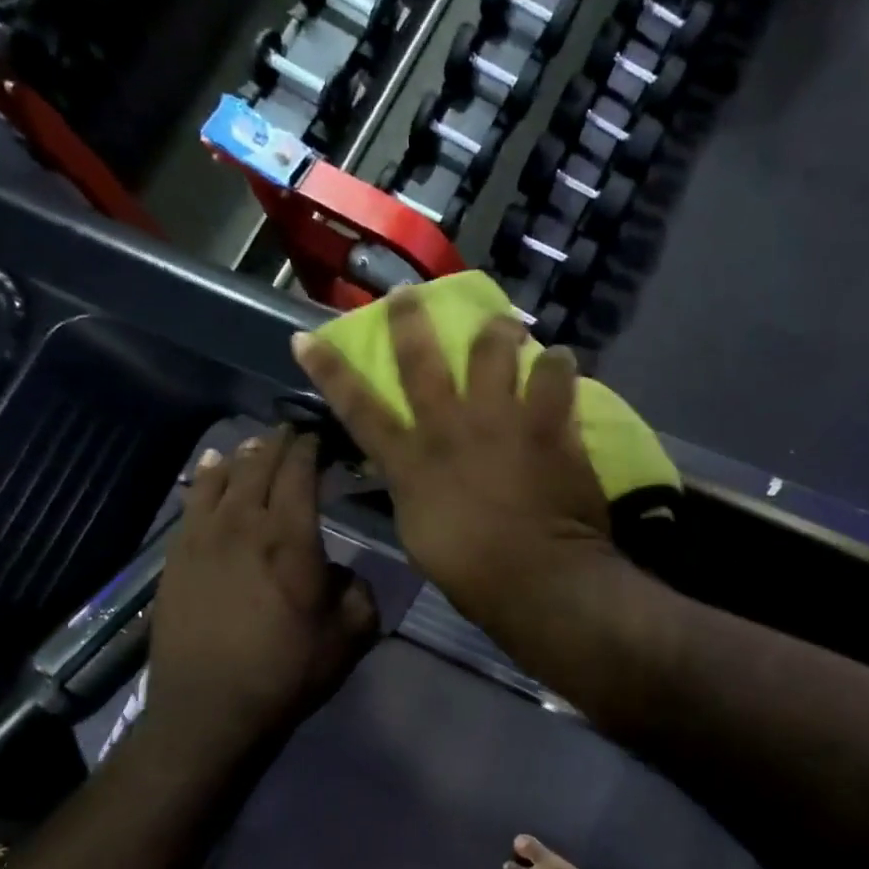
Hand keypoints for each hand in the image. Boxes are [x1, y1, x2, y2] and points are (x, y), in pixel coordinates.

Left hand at [139, 428, 377, 766]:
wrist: (211, 710)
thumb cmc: (288, 671)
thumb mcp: (351, 635)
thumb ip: (359, 590)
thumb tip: (341, 572)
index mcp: (290, 537)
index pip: (299, 472)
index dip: (310, 449)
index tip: (320, 438)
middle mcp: (243, 524)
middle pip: (259, 465)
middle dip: (278, 443)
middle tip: (292, 433)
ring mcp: (202, 537)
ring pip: (221, 477)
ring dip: (243, 456)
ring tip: (256, 447)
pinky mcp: (176, 556)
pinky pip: (191, 501)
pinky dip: (205, 478)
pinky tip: (211, 469)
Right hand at [291, 293, 615, 630]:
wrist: (535, 575)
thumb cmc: (471, 573)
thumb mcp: (419, 533)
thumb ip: (412, 491)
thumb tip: (411, 471)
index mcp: (410, 460)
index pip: (358, 408)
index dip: (329, 371)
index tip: (306, 337)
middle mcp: (448, 426)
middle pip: (421, 360)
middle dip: (409, 321)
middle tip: (409, 293)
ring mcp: (498, 419)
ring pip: (492, 351)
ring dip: (497, 331)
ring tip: (505, 323)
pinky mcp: (546, 423)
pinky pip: (555, 377)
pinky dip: (559, 365)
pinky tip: (563, 360)